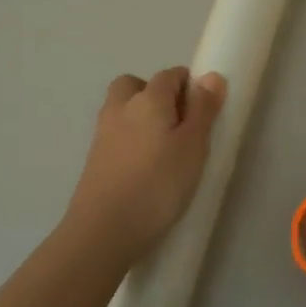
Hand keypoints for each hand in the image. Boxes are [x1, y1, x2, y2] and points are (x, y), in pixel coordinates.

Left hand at [65, 67, 226, 260]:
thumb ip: (203, 110)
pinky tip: (146, 169)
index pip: (170, 75)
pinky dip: (131, 140)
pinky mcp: (94, 160)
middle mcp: (120, 108)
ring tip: (165, 150)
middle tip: (179, 125)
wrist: (103, 231)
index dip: (189, 86)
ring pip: (123, 110)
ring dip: (142, 118)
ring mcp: (103, 134)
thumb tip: (210, 76)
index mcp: (147, 99)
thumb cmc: (158, 185)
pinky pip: (117, 135)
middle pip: (137, 85)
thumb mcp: (193, 146)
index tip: (205, 112)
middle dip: (158, 95)